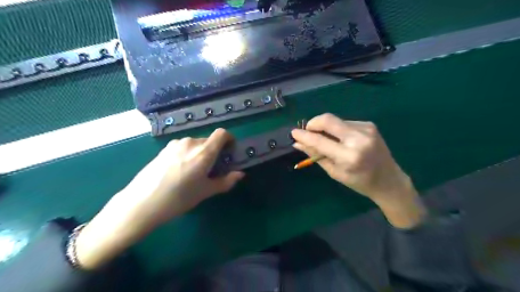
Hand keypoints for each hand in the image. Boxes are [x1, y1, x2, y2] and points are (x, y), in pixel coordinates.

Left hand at [75, 129, 244, 269]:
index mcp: (204, 152)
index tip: (229, 151)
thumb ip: (226, 181)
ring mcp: (175, 144)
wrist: (141, 203)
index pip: (221, 133)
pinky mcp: (164, 149)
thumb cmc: (179, 198)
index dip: (229, 139)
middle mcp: (190, 143)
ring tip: (193, 171)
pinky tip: (179, 171)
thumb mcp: (206, 191)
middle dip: (214, 151)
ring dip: (200, 153)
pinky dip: (187, 154)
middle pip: (208, 140)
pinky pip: (182, 147)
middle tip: (211, 168)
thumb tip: (240, 174)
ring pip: (195, 144)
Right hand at [291, 113, 424, 228]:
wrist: (389, 180)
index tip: (293, 133)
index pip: (320, 140)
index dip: (304, 135)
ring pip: (335, 120)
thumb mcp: (335, 172)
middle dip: (313, 123)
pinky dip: (337, 129)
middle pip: (327, 119)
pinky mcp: (369, 124)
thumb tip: (298, 143)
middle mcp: (358, 138)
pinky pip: (345, 122)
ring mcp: (366, 128)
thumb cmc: (359, 181)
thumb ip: (316, 155)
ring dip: (325, 128)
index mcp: (349, 156)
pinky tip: (341, 139)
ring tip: (327, 140)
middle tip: (307, 131)